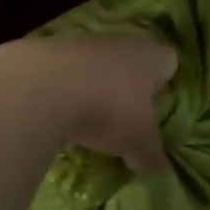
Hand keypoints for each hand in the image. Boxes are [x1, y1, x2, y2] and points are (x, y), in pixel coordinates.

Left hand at [0, 34, 177, 174]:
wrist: (40, 88)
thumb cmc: (107, 109)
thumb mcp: (137, 143)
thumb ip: (151, 156)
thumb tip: (155, 168)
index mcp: (151, 56)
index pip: (169, 62)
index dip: (165, 84)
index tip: (156, 108)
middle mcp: (122, 41)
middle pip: (132, 60)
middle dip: (128, 86)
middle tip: (123, 118)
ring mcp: (83, 41)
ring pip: (97, 64)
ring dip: (93, 86)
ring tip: (85, 119)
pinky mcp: (48, 49)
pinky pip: (65, 71)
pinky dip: (63, 88)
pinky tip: (56, 113)